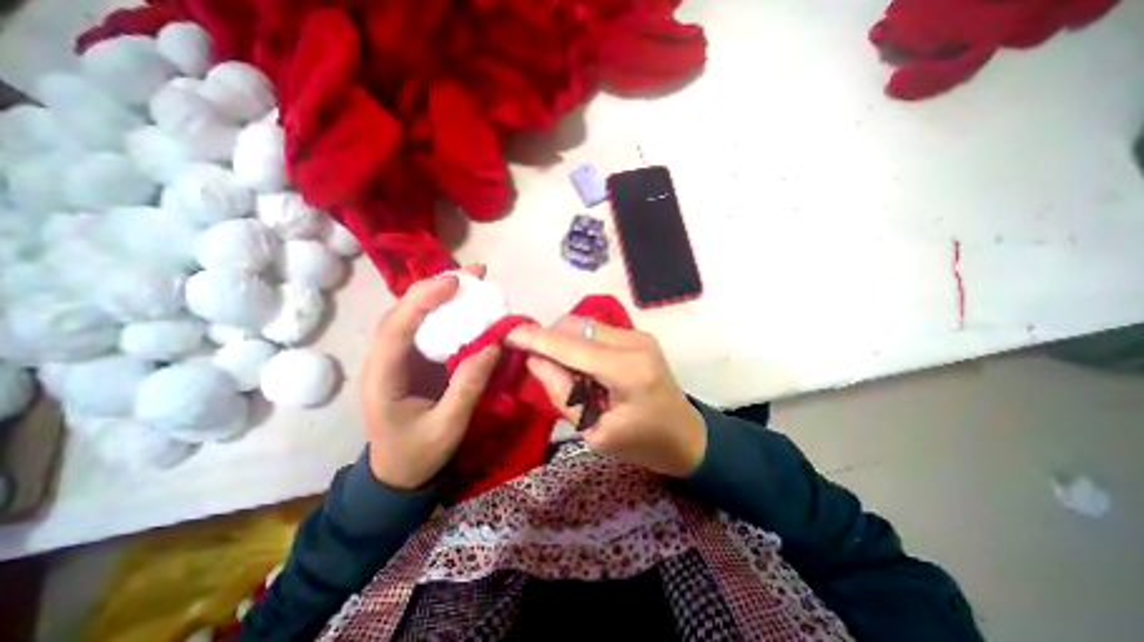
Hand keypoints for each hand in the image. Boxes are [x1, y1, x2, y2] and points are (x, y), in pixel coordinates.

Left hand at [356, 268, 500, 487]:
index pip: (396, 328)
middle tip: (474, 273)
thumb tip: (493, 344)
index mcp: (383, 377)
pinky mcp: (415, 358)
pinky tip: (469, 304)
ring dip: (444, 294)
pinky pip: (430, 328)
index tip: (455, 283)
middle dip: (436, 288)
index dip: (422, 300)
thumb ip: (469, 386)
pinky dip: (450, 311)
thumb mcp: (448, 426)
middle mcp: (385, 359)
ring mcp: (400, 357)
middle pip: (405, 312)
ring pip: (417, 315)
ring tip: (474, 280)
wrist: (399, 472)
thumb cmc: (419, 452)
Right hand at [510, 316, 707, 475]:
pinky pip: (596, 330)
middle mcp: (634, 343)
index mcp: (626, 371)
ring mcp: (638, 335)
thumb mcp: (595, 432)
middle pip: (575, 325)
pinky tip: (583, 366)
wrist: (686, 435)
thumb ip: (562, 393)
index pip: (571, 346)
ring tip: (564, 370)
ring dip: (564, 341)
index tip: (508, 334)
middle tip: (537, 362)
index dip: (536, 338)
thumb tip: (534, 360)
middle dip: (549, 338)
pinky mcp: (639, 335)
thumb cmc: (642, 444)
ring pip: (584, 324)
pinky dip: (580, 343)